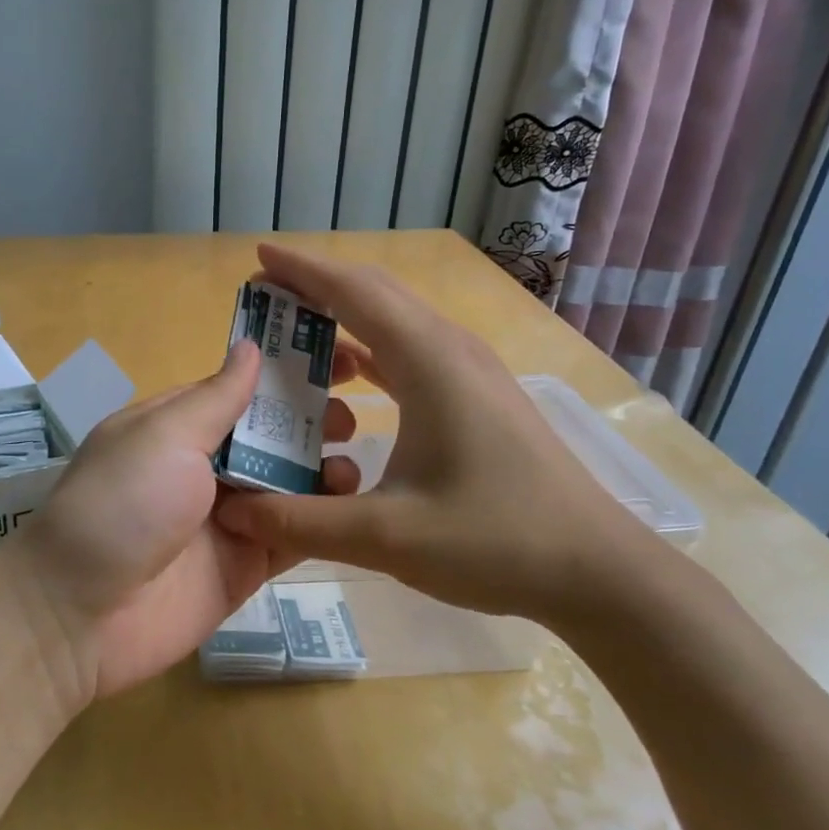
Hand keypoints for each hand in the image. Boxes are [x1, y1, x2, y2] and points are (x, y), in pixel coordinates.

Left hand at [3, 338, 361, 708]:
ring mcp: (228, 517)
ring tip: (352, 463)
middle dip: (312, 422)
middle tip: (354, 419)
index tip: (342, 359)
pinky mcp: (246, 564)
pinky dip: (321, 519)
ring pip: (289, 484)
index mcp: (179, 426)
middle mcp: (205, 466)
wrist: (80, 615)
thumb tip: (250, 346)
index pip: (242, 389)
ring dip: (323, 469)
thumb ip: (217, 398)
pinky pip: (292, 534)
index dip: (288, 372)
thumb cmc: (121, 505)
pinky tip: (350, 505)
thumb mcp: (164, 436)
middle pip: (271, 436)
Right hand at [213, 244, 653, 633]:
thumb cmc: (495, 542)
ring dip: (345, 321)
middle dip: (318, 287)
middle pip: (376, 294)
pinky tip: (349, 382)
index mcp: (429, 362)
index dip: (302, 271)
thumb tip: (232, 514)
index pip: (353, 293)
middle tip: (265, 300)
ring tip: (295, 341)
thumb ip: (299, 522)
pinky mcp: (479, 397)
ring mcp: (471, 372)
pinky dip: (371, 353)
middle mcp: (451, 350)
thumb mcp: (385, 537)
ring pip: (397, 322)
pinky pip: (412, 353)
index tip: (258, 258)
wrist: (596, 571)